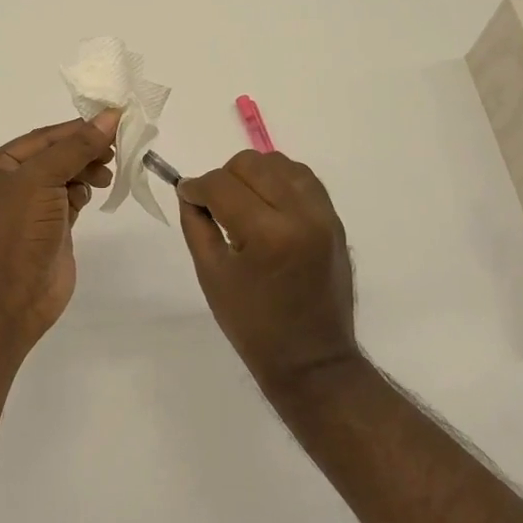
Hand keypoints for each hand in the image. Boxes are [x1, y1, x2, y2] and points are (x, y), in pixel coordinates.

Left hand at [0, 113, 117, 349]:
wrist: (11, 300)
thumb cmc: (18, 232)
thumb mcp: (42, 180)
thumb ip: (76, 147)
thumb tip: (110, 116)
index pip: (44, 137)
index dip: (78, 128)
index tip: (115, 120)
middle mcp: (10, 183)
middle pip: (56, 155)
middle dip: (85, 150)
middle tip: (116, 150)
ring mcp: (30, 207)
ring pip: (65, 176)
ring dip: (87, 171)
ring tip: (106, 176)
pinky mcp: (50, 228)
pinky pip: (70, 199)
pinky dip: (83, 192)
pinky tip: (94, 194)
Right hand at [177, 151, 360, 400]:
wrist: (312, 360)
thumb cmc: (253, 325)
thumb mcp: (211, 275)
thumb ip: (196, 224)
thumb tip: (190, 191)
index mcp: (267, 234)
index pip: (221, 185)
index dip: (197, 187)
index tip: (188, 196)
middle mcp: (300, 215)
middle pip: (251, 164)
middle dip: (224, 178)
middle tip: (215, 205)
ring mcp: (323, 215)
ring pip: (279, 163)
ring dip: (254, 174)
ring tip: (243, 203)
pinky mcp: (334, 220)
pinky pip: (303, 178)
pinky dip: (280, 180)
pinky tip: (267, 202)